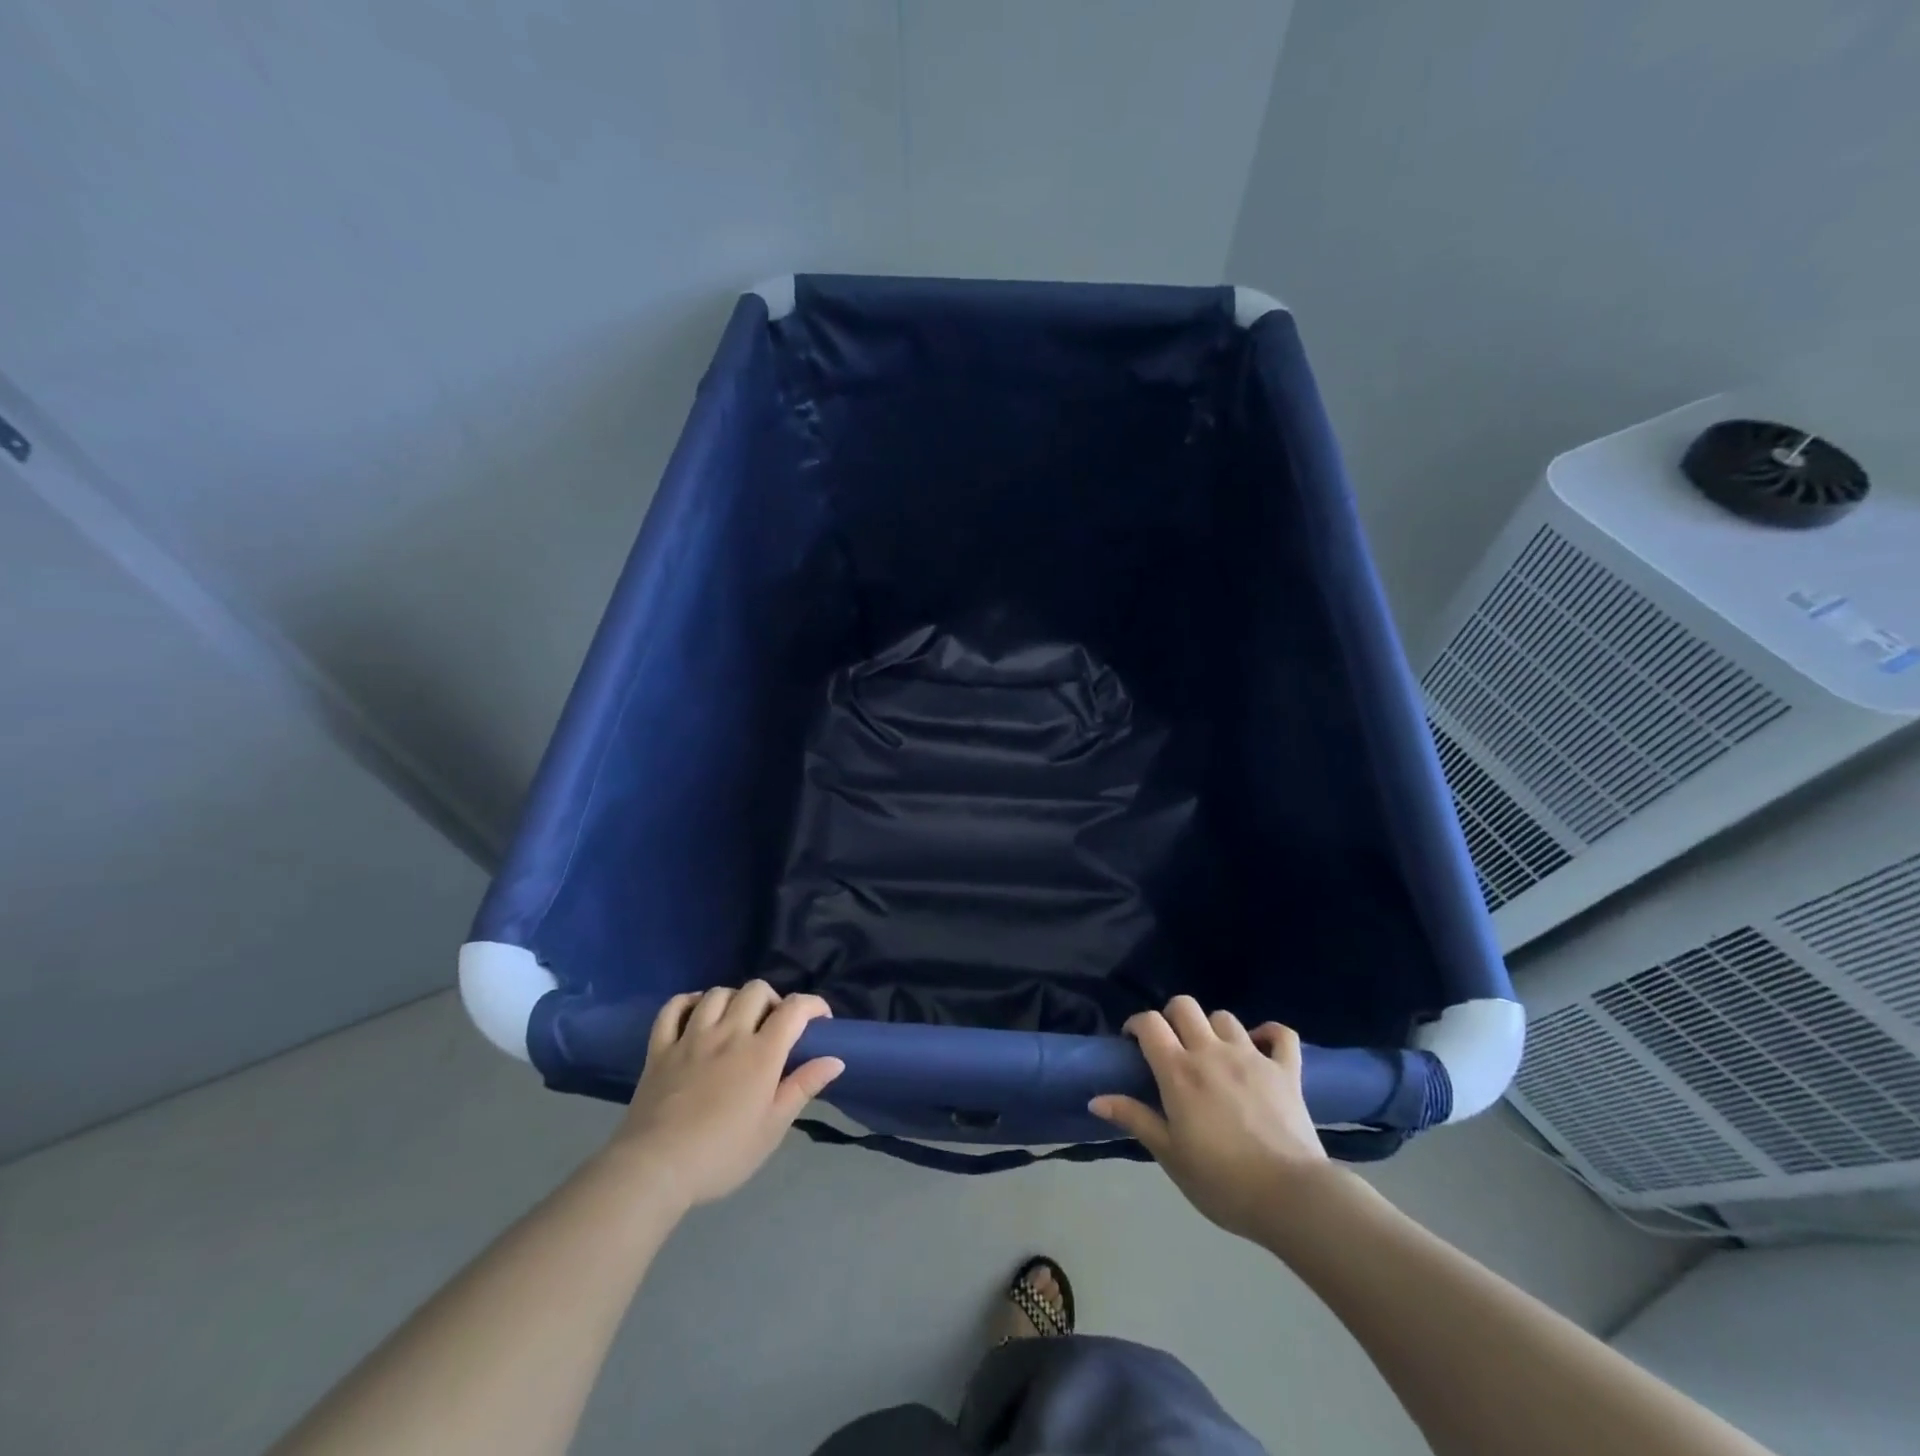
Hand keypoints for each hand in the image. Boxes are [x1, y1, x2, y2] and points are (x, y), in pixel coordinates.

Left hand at [610, 982, 842, 1207]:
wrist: (655, 1170)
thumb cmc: (722, 1154)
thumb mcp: (772, 1129)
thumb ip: (803, 1088)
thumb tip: (836, 1059)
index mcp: (761, 1053)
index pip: (794, 1008)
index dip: (813, 1005)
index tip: (820, 1021)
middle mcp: (728, 1034)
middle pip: (756, 990)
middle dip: (773, 1000)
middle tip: (774, 1026)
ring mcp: (691, 1037)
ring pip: (717, 993)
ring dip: (734, 999)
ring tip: (737, 1021)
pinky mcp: (660, 1048)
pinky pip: (673, 1008)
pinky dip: (688, 1002)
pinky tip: (696, 1014)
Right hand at [1090, 996, 1332, 1242]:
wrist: (1290, 1197)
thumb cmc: (1221, 1181)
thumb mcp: (1169, 1154)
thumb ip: (1135, 1118)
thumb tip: (1095, 1099)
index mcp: (1179, 1071)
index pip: (1150, 1022)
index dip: (1137, 1024)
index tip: (1133, 1042)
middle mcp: (1212, 1052)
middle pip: (1185, 1006)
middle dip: (1172, 1017)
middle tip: (1171, 1046)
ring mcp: (1252, 1056)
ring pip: (1225, 1017)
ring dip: (1213, 1029)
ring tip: (1212, 1053)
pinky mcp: (1286, 1070)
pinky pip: (1281, 1034)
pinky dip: (1269, 1034)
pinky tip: (1260, 1046)